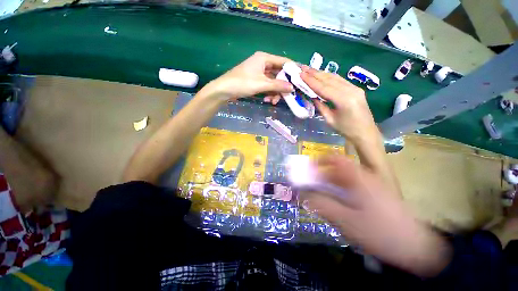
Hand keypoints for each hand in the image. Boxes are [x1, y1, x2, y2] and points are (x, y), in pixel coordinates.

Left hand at [204, 51, 293, 101]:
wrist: (224, 90)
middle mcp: (263, 63)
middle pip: (279, 74)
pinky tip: (267, 100)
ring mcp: (259, 73)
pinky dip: (268, 93)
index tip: (300, 80)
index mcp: (265, 58)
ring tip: (272, 101)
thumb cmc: (242, 83)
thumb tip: (292, 88)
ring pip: (273, 82)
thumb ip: (277, 85)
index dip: (292, 71)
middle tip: (286, 96)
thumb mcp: (261, 84)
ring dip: (274, 92)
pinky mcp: (256, 81)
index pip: (284, 62)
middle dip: (282, 86)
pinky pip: (267, 86)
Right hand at [298, 66, 376, 141]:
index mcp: (343, 100)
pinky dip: (329, 77)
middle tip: (303, 67)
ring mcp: (355, 88)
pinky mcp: (356, 89)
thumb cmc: (346, 129)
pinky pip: (340, 81)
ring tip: (310, 69)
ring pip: (335, 77)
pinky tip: (322, 75)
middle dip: (315, 73)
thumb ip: (320, 106)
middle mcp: (351, 90)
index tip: (301, 74)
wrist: (365, 133)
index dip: (311, 81)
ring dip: (321, 73)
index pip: (324, 88)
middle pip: (329, 79)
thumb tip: (312, 96)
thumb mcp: (329, 120)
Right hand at [301, 155, 450, 276]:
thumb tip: (303, 194)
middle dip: (320, 176)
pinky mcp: (373, 196)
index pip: (335, 158)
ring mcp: (369, 186)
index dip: (319, 160)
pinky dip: (338, 192)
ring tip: (320, 197)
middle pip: (336, 170)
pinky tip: (336, 204)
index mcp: (357, 177)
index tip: (307, 168)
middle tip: (309, 187)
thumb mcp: (346, 220)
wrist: (416, 248)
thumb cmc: (380, 232)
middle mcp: (363, 177)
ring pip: (342, 180)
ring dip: (328, 185)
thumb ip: (321, 205)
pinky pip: (350, 189)